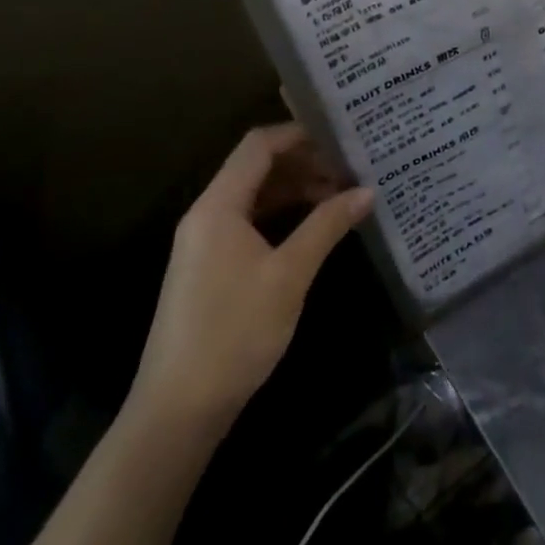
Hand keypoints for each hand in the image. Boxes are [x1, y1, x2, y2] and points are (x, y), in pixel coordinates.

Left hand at [125, 122, 372, 439]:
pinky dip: (281, 215)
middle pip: (256, 168)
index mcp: (218, 206)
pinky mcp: (210, 267)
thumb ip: (327, 226)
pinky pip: (249, 222)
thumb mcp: (289, 275)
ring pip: (255, 196)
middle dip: (304, 163)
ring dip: (295, 190)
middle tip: (350, 167)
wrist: (177, 411)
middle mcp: (207, 214)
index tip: (340, 136)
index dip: (298, 134)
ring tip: (340, 195)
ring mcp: (205, 242)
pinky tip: (313, 227)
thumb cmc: (234, 332)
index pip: (258, 146)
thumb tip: (367, 190)